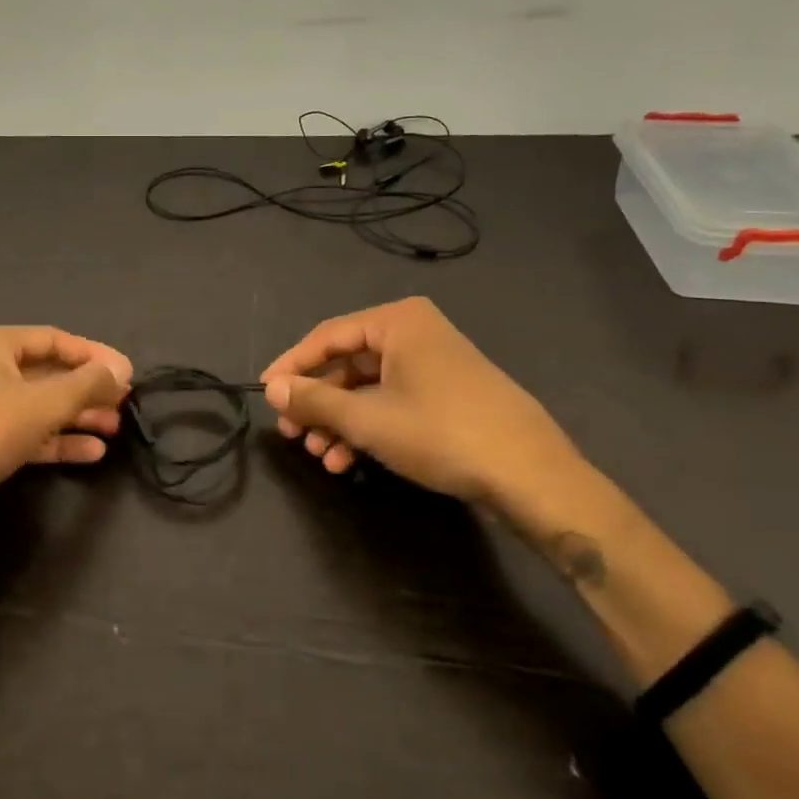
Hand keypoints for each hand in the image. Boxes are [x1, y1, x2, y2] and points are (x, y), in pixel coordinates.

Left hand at [0, 326, 131, 548]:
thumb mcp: (44, 402)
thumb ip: (87, 383)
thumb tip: (120, 369)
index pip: (54, 339)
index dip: (93, 354)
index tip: (126, 373)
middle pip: (47, 373)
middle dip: (86, 389)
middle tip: (123, 403)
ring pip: (38, 405)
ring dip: (76, 416)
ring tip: (113, 429)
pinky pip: (26, 433)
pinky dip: (56, 439)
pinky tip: (91, 452)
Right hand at [261, 297, 582, 504]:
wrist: (533, 476)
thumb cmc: (441, 433)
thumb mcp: (367, 418)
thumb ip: (314, 400)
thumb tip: (271, 388)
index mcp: (396, 322)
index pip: (327, 336)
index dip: (291, 366)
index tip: (265, 393)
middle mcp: (415, 333)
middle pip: (347, 363)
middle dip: (318, 402)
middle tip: (291, 433)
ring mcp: (434, 364)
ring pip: (369, 387)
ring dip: (340, 421)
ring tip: (320, 456)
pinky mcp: (448, 394)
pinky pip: (393, 401)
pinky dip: (368, 427)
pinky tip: (349, 460)